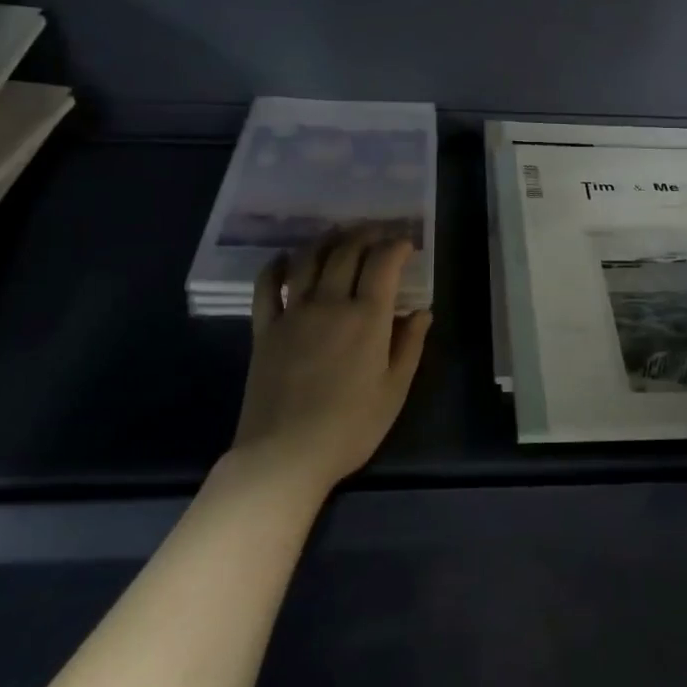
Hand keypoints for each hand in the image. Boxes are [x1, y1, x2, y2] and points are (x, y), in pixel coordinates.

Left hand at [232, 224, 432, 497]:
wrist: (285, 455)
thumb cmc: (350, 427)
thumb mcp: (394, 391)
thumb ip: (410, 345)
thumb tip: (421, 311)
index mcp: (367, 318)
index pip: (383, 263)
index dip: (397, 245)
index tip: (407, 243)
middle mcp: (330, 303)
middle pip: (347, 251)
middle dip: (366, 233)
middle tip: (378, 232)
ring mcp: (293, 313)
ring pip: (308, 259)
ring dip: (326, 239)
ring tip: (339, 233)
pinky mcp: (265, 328)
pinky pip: (267, 286)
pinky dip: (276, 266)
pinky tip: (284, 258)